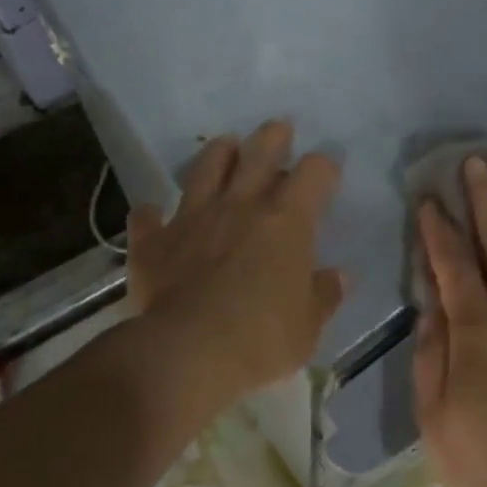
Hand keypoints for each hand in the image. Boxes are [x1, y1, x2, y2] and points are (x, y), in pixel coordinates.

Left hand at [125, 120, 344, 418]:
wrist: (186, 356)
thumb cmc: (262, 339)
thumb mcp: (308, 326)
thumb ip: (323, 295)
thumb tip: (338, 277)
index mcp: (287, 221)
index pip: (314, 173)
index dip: (324, 167)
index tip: (328, 174)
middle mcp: (241, 206)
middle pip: (259, 152)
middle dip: (273, 137)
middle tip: (279, 130)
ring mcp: (194, 218)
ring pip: (205, 167)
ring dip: (218, 153)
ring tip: (225, 147)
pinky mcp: (154, 243)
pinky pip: (148, 217)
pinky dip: (152, 214)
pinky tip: (153, 213)